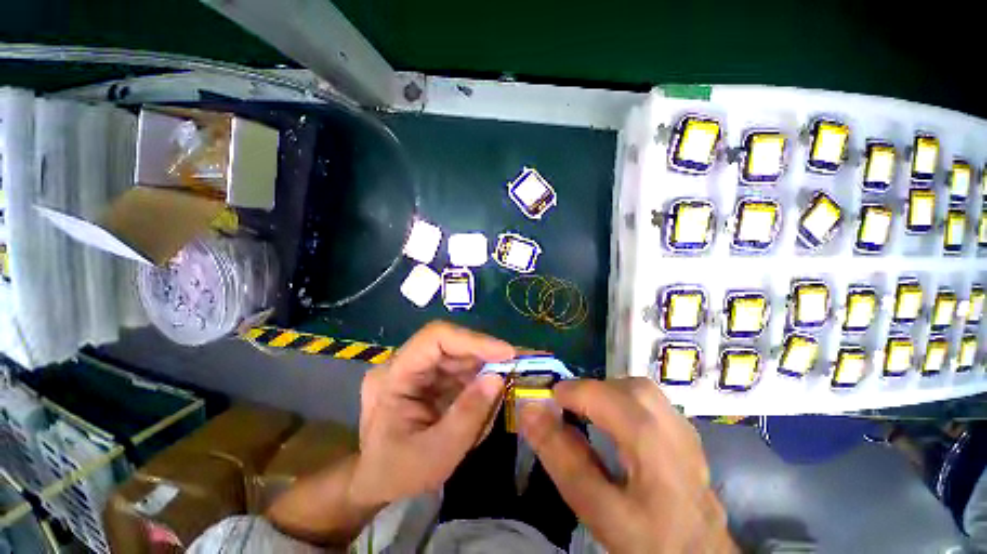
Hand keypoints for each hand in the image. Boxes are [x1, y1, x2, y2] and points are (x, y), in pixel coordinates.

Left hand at [350, 321, 514, 506]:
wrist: (376, 483)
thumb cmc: (397, 473)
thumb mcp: (436, 454)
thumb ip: (468, 416)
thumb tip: (498, 378)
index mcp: (393, 376)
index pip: (435, 338)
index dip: (473, 340)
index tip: (507, 353)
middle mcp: (404, 363)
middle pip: (451, 344)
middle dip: (486, 355)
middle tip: (519, 365)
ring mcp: (416, 368)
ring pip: (458, 355)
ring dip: (485, 367)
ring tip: (510, 380)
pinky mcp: (428, 377)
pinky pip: (459, 369)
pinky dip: (479, 378)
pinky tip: (491, 391)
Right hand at [520, 378, 737, 553]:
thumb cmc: (646, 539)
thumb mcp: (595, 507)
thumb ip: (560, 456)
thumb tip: (529, 411)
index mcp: (650, 442)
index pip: (599, 395)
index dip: (566, 394)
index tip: (545, 407)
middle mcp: (672, 424)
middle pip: (623, 386)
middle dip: (589, 392)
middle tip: (568, 413)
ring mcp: (684, 427)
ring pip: (638, 388)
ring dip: (607, 394)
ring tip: (589, 417)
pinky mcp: (687, 433)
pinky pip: (650, 400)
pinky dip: (624, 401)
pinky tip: (618, 426)